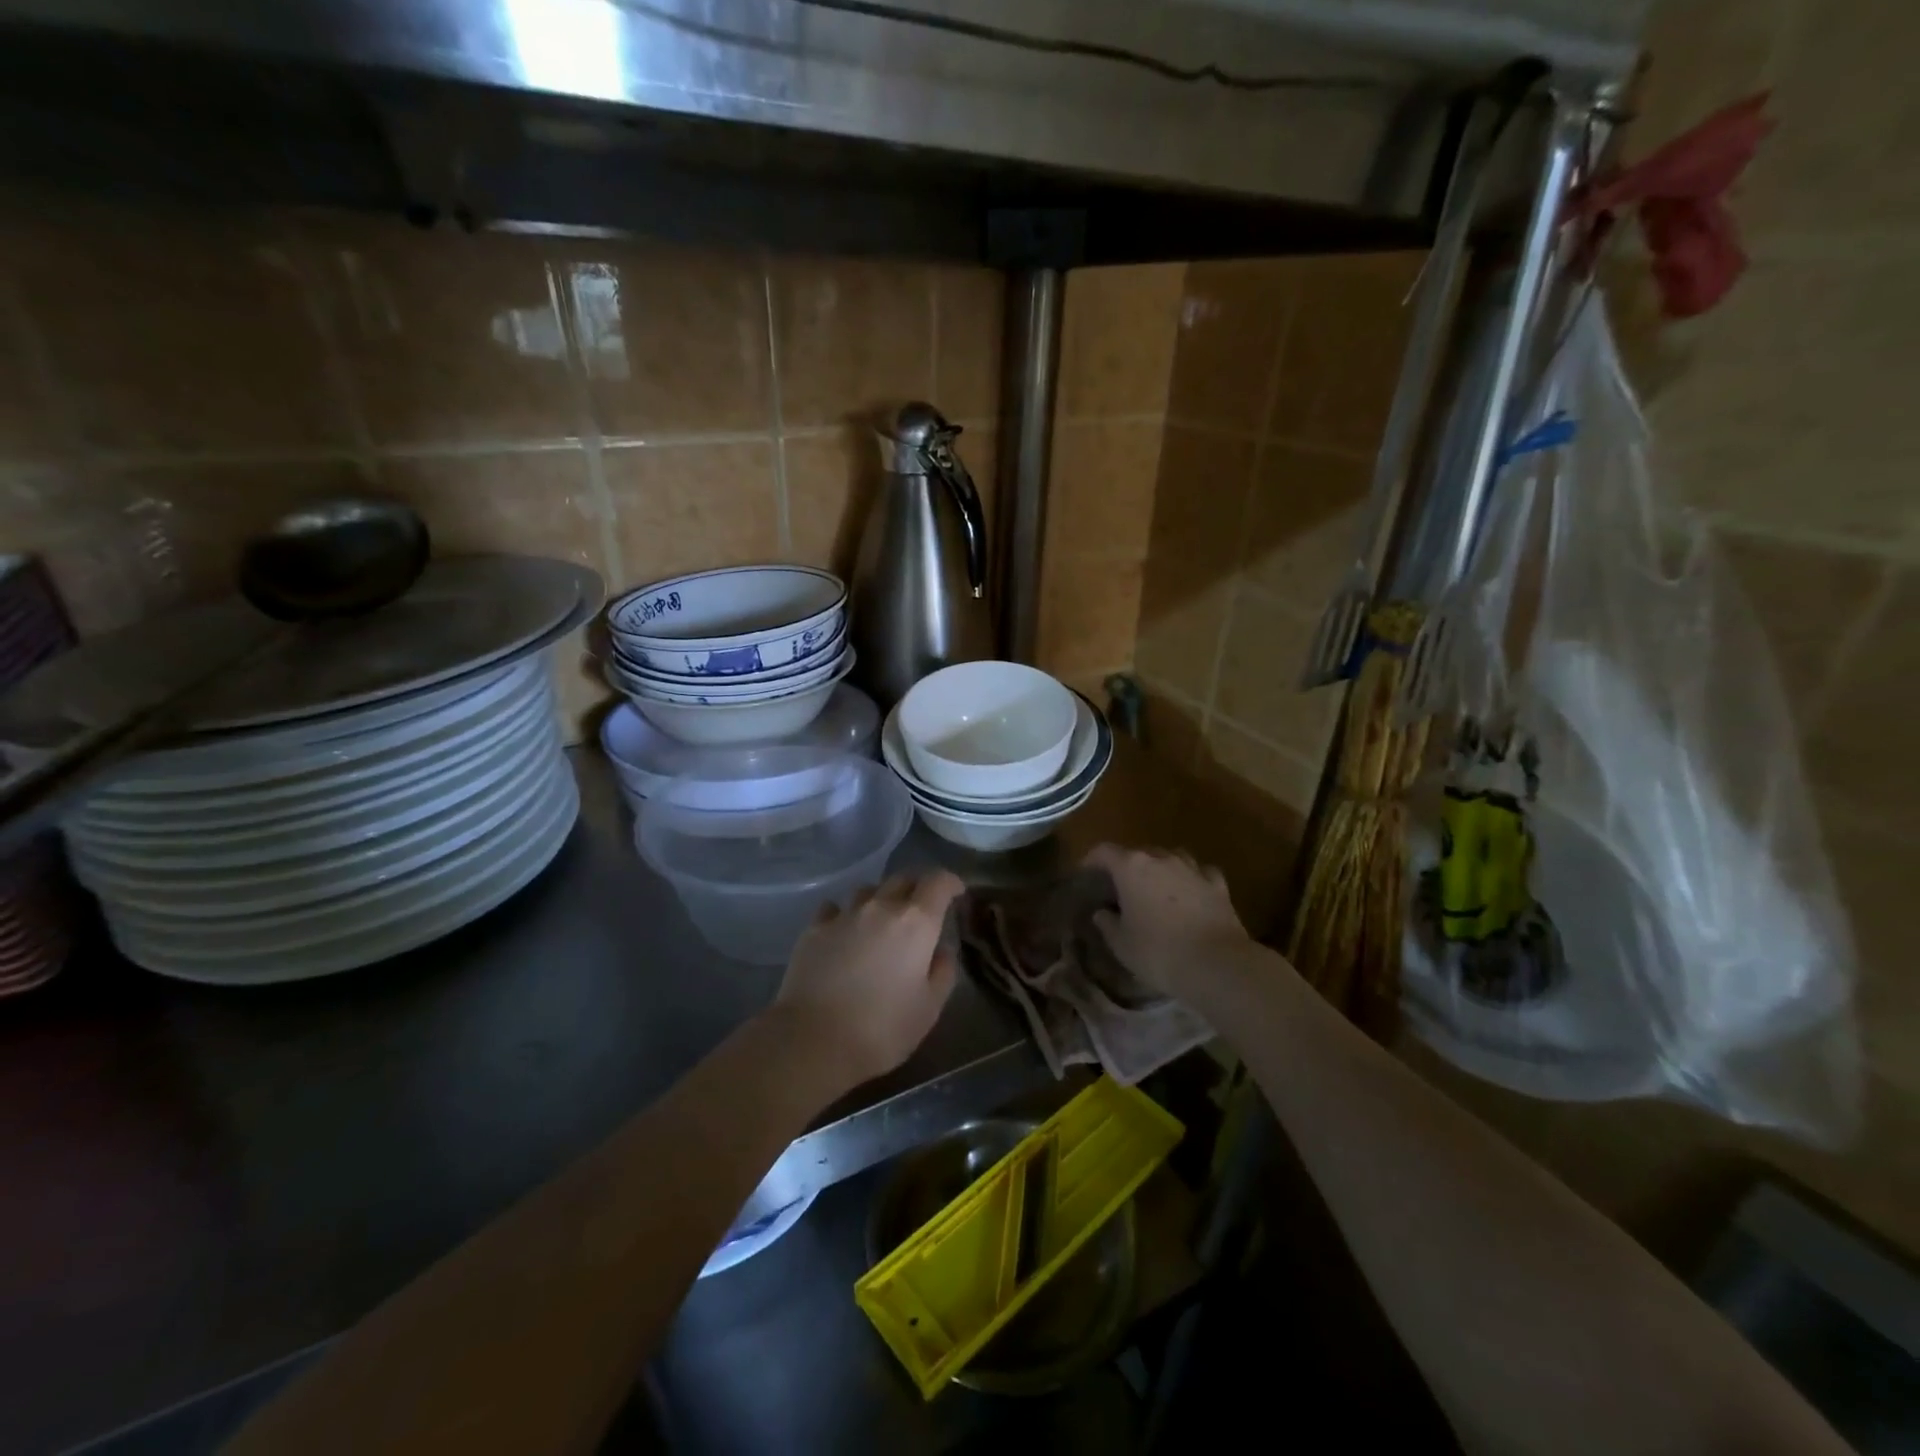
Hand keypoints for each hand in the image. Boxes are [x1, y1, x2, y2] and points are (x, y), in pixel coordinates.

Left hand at [773, 870, 964, 1091]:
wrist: (814, 1040)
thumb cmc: (882, 1029)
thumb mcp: (929, 1008)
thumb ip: (942, 973)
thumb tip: (942, 951)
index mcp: (916, 923)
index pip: (938, 882)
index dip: (950, 882)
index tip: (956, 892)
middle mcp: (881, 907)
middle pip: (902, 879)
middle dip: (916, 889)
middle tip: (920, 910)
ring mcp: (844, 915)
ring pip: (867, 891)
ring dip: (879, 900)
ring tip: (879, 923)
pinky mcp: (814, 929)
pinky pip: (834, 908)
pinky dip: (844, 914)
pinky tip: (843, 932)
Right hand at [1084, 844, 1259, 1011]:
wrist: (1216, 964)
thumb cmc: (1158, 952)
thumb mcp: (1121, 944)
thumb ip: (1107, 924)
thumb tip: (1101, 912)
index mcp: (1131, 868)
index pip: (1104, 851)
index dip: (1091, 859)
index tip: (1085, 872)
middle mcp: (1161, 859)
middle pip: (1138, 852)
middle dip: (1127, 866)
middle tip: (1121, 887)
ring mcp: (1192, 869)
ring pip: (1171, 857)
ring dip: (1160, 868)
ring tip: (1156, 886)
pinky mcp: (1218, 885)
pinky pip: (1200, 873)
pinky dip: (1192, 879)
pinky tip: (1191, 891)